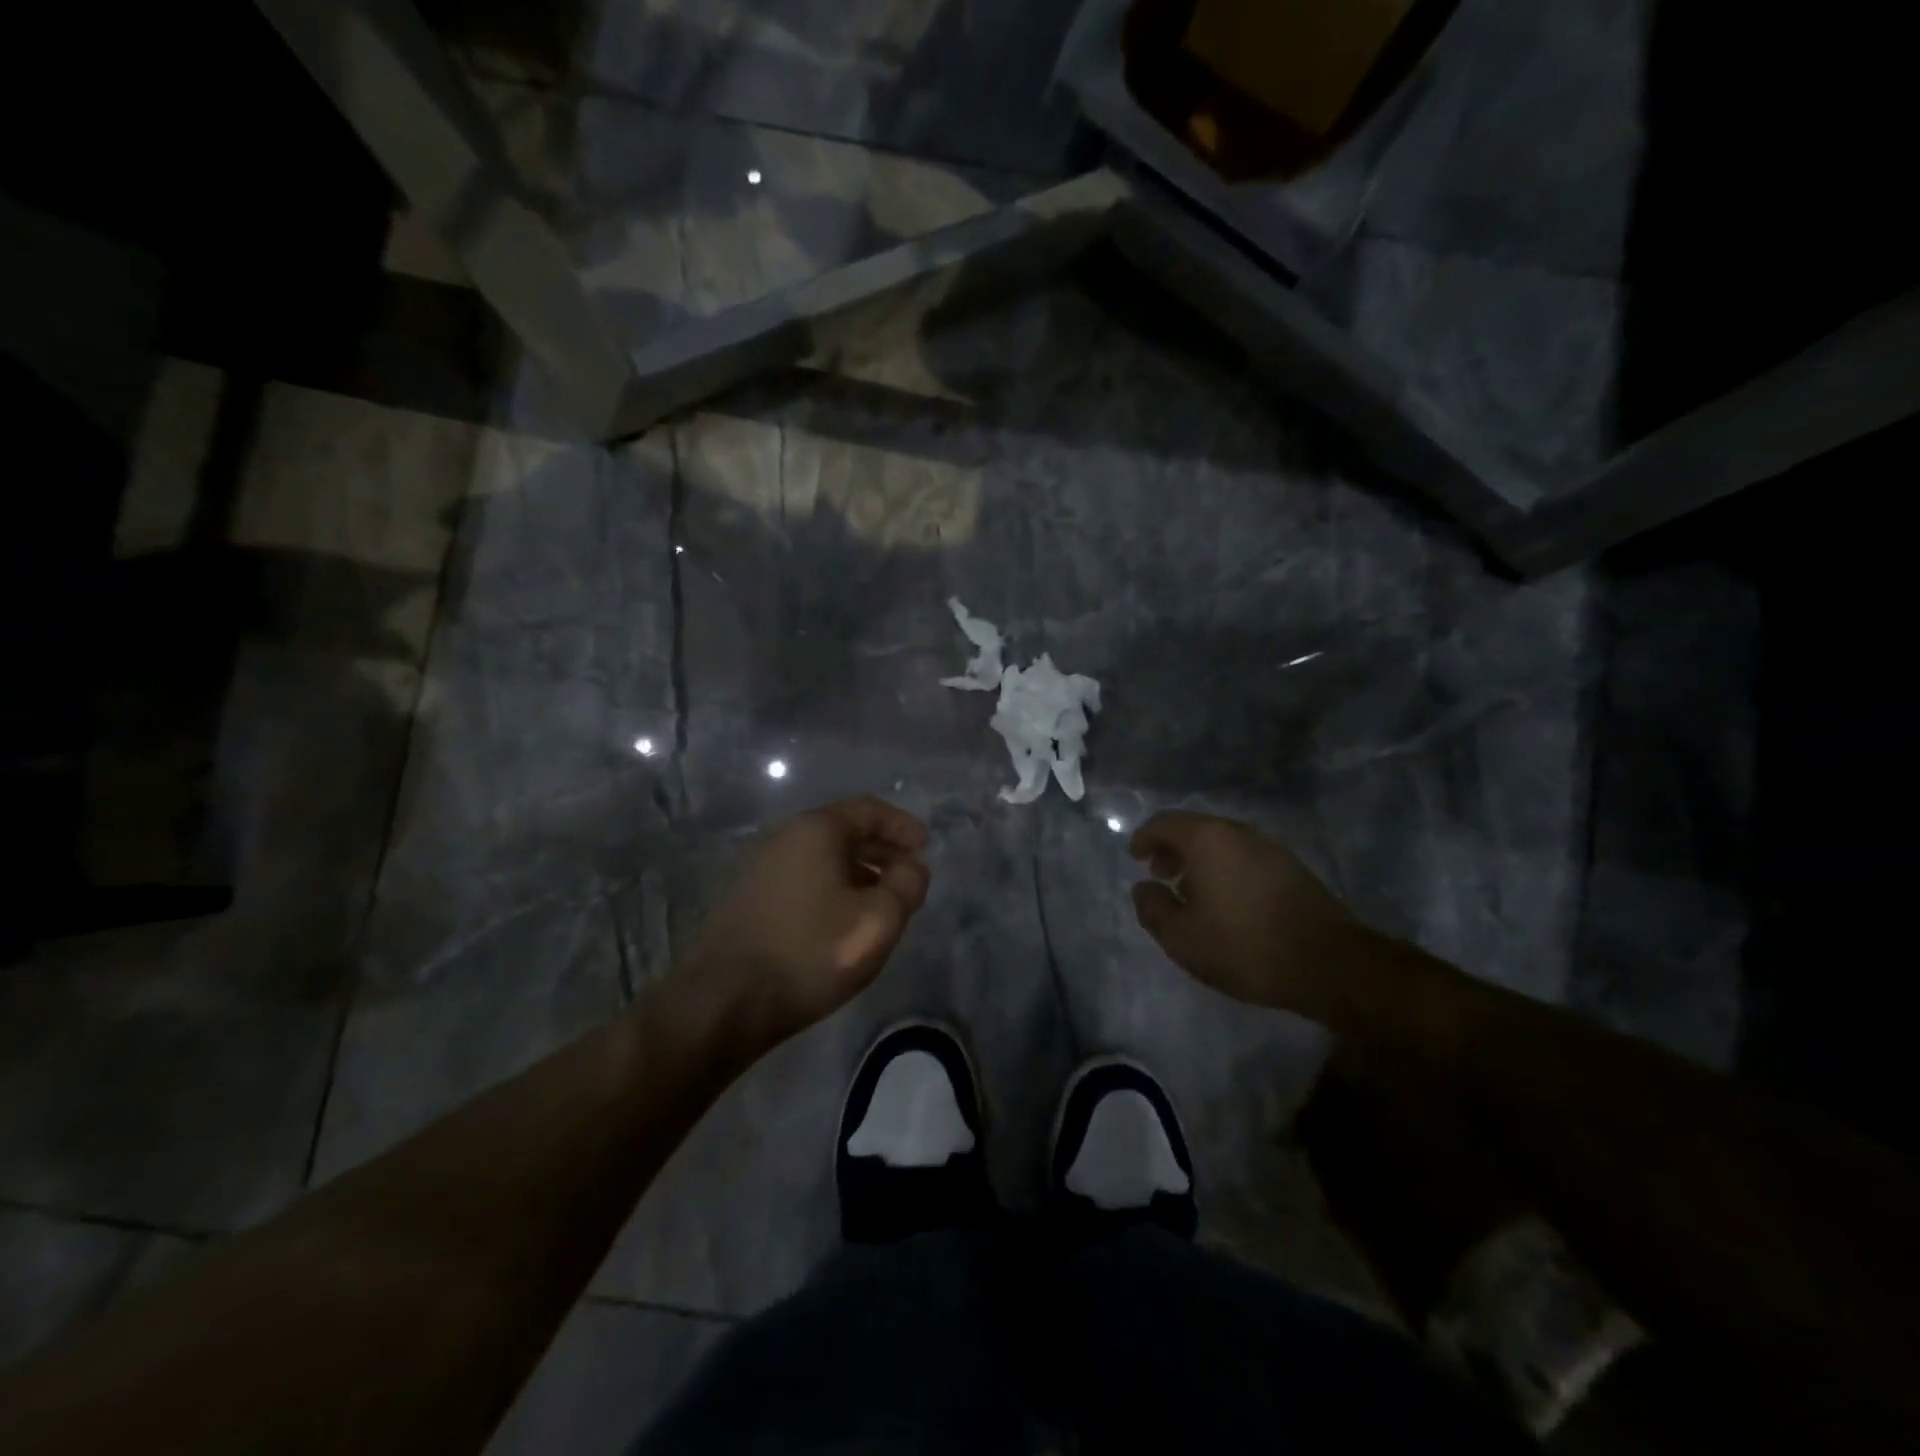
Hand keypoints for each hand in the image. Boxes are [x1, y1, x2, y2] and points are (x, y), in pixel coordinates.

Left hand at [676, 796, 930, 1056]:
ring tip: (879, 902)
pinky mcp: (748, 896)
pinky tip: (840, 920)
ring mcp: (760, 866)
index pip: (869, 810)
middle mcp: (784, 836)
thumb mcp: (878, 920)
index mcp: (817, 830)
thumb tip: (910, 867)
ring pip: (821, 856)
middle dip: (881, 850)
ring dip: (857, 871)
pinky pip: (802, 877)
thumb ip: (907, 884)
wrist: (725, 1001)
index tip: (925, 848)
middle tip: (907, 875)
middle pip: (844, 830)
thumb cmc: (810, 953)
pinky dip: (830, 886)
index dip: (903, 825)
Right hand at [1129, 810, 1360, 1021]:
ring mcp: (1271, 848)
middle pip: (1196, 829)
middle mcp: (1239, 833)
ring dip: (1200, 861)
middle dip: (1172, 849)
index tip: (1134, 856)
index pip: (1165, 823)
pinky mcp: (1292, 869)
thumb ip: (1153, 908)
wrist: (1328, 963)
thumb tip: (1143, 888)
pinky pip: (1245, 858)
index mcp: (1208, 839)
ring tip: (1190, 893)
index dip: (1145, 838)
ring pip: (1223, 844)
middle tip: (1159, 875)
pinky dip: (1225, 870)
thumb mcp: (1181, 937)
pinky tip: (1226, 902)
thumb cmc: (1243, 946)